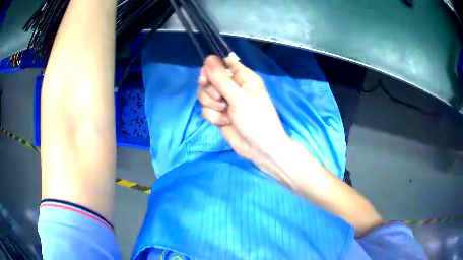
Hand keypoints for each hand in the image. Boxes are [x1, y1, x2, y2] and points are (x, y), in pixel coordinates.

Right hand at [198, 55, 289, 175]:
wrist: (259, 148)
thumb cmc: (256, 119)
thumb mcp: (239, 98)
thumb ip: (221, 79)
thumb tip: (208, 58)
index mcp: (243, 77)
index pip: (222, 64)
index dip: (212, 68)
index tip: (206, 77)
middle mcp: (232, 87)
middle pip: (209, 78)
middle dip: (210, 89)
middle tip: (219, 97)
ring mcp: (224, 101)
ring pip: (205, 94)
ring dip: (212, 104)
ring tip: (226, 112)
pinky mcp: (219, 114)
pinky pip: (206, 109)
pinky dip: (214, 117)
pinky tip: (225, 122)